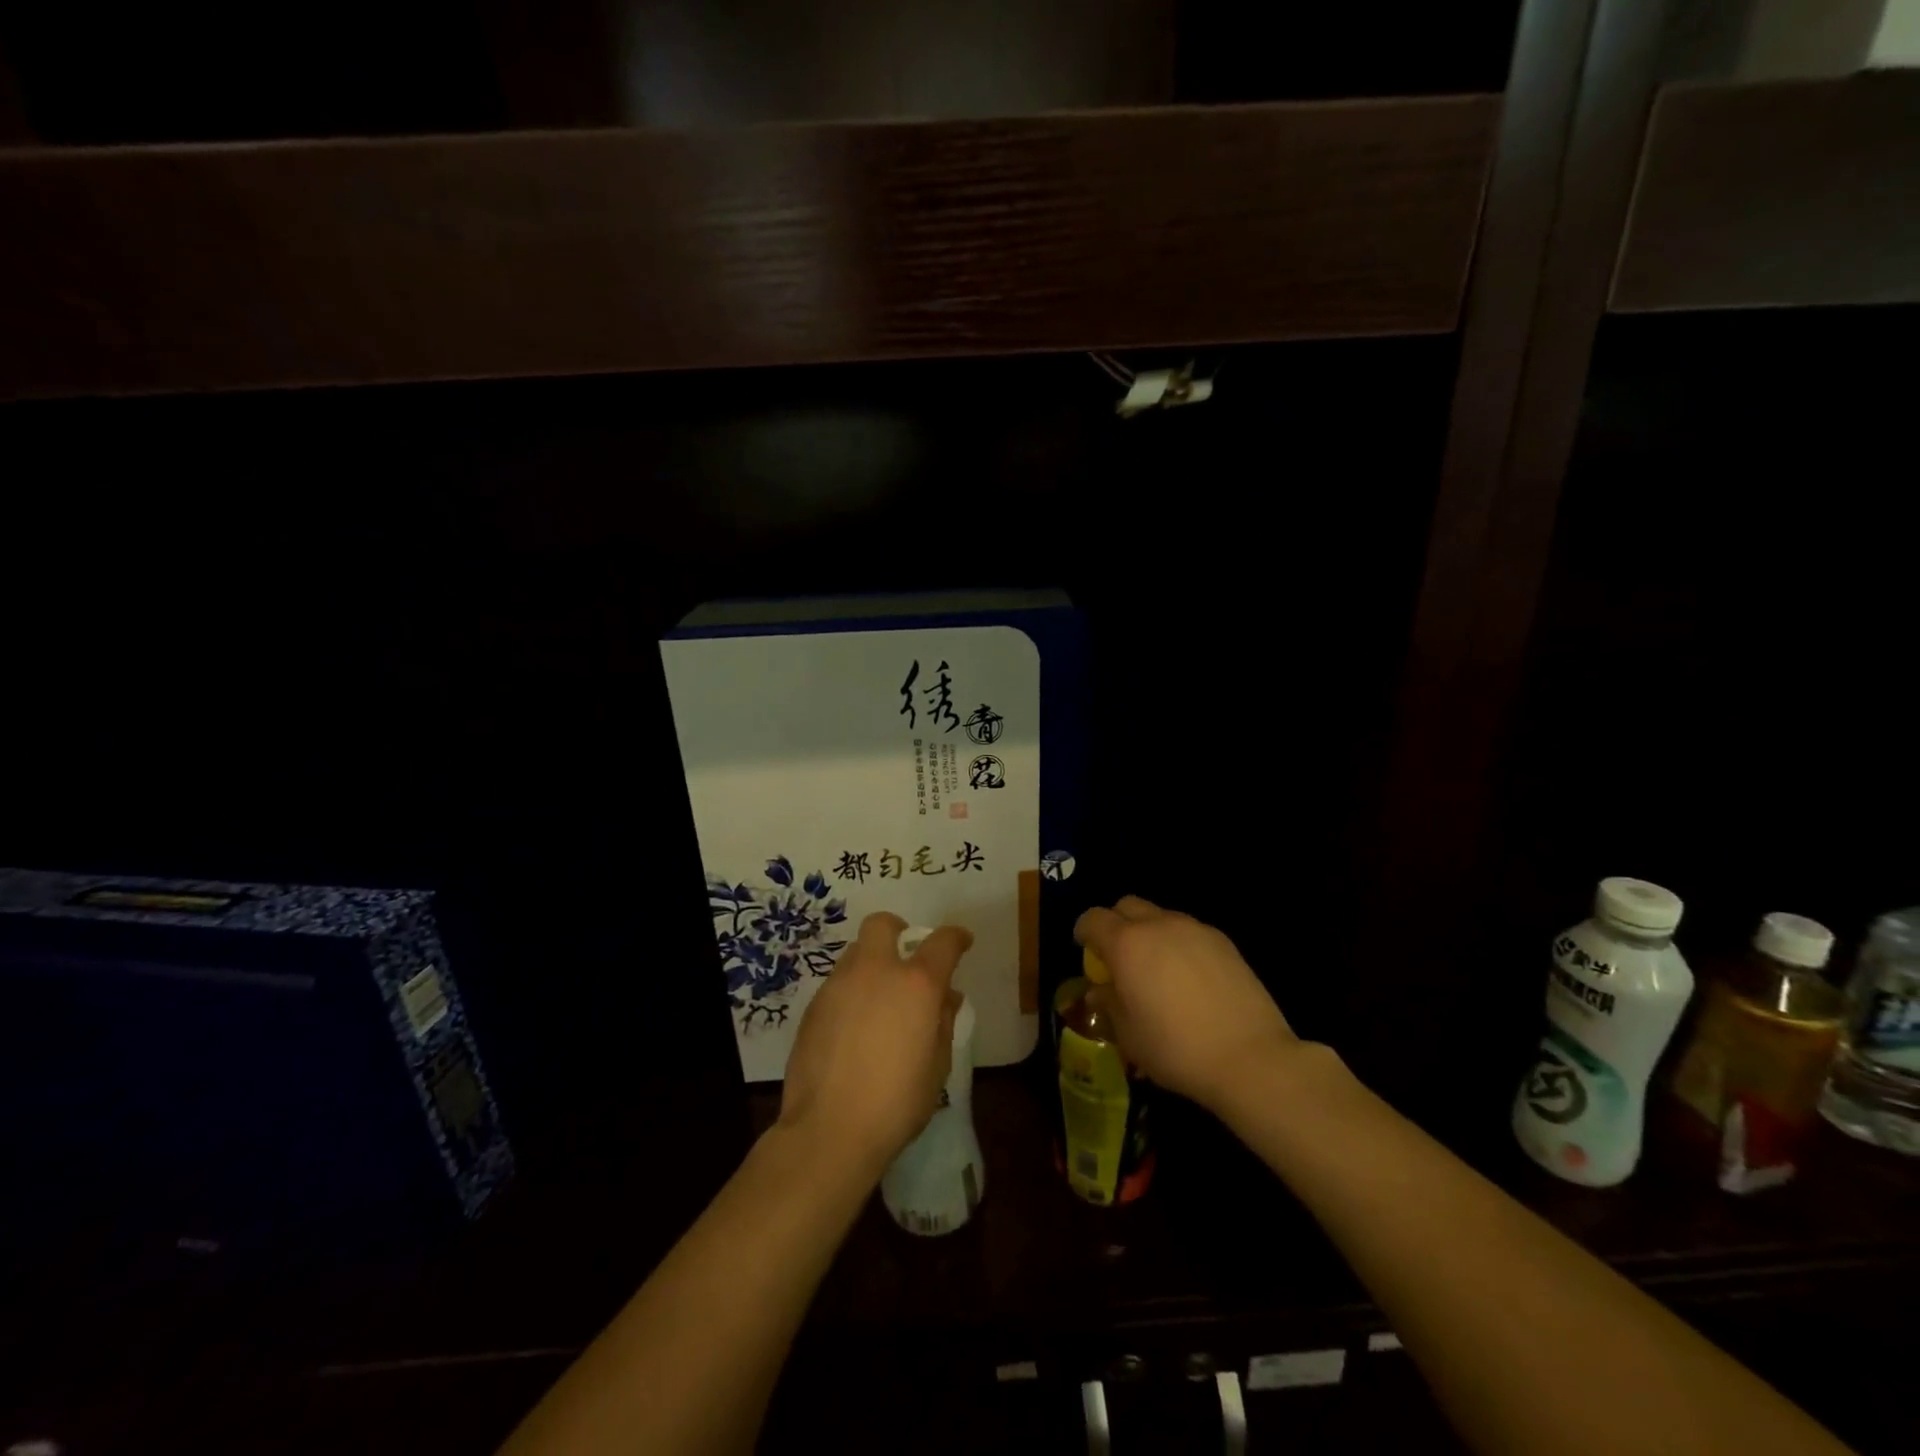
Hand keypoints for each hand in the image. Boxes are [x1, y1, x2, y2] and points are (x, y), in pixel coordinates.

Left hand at [778, 911, 971, 1180]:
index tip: (962, 942)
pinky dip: (851, 993)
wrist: (829, 1130)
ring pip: (855, 953)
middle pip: (882, 925)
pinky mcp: (812, 1006)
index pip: (942, 942)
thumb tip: (945, 998)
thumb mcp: (937, 1066)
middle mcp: (875, 972)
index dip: (956, 937)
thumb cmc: (896, 1102)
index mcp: (916, 984)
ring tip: (878, 1001)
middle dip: (897, 930)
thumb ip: (943, 1022)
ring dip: (871, 964)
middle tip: (905, 955)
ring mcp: (838, 985)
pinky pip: (837, 984)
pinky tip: (853, 1028)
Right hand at [1074, 896, 1296, 1113]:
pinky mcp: (1223, 941)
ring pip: (1161, 915)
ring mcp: (1194, 929)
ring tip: (1157, 969)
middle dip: (1116, 923)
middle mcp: (1158, 925)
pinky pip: (1189, 931)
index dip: (1084, 932)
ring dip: (1149, 933)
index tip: (1086, 951)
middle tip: (1119, 957)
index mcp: (1126, 944)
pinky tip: (1189, 978)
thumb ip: (1109, 1004)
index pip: (1093, 919)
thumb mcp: (1129, 1035)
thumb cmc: (1176, 1049)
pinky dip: (1179, 944)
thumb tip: (1100, 990)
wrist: (1250, 1057)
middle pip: (1127, 905)